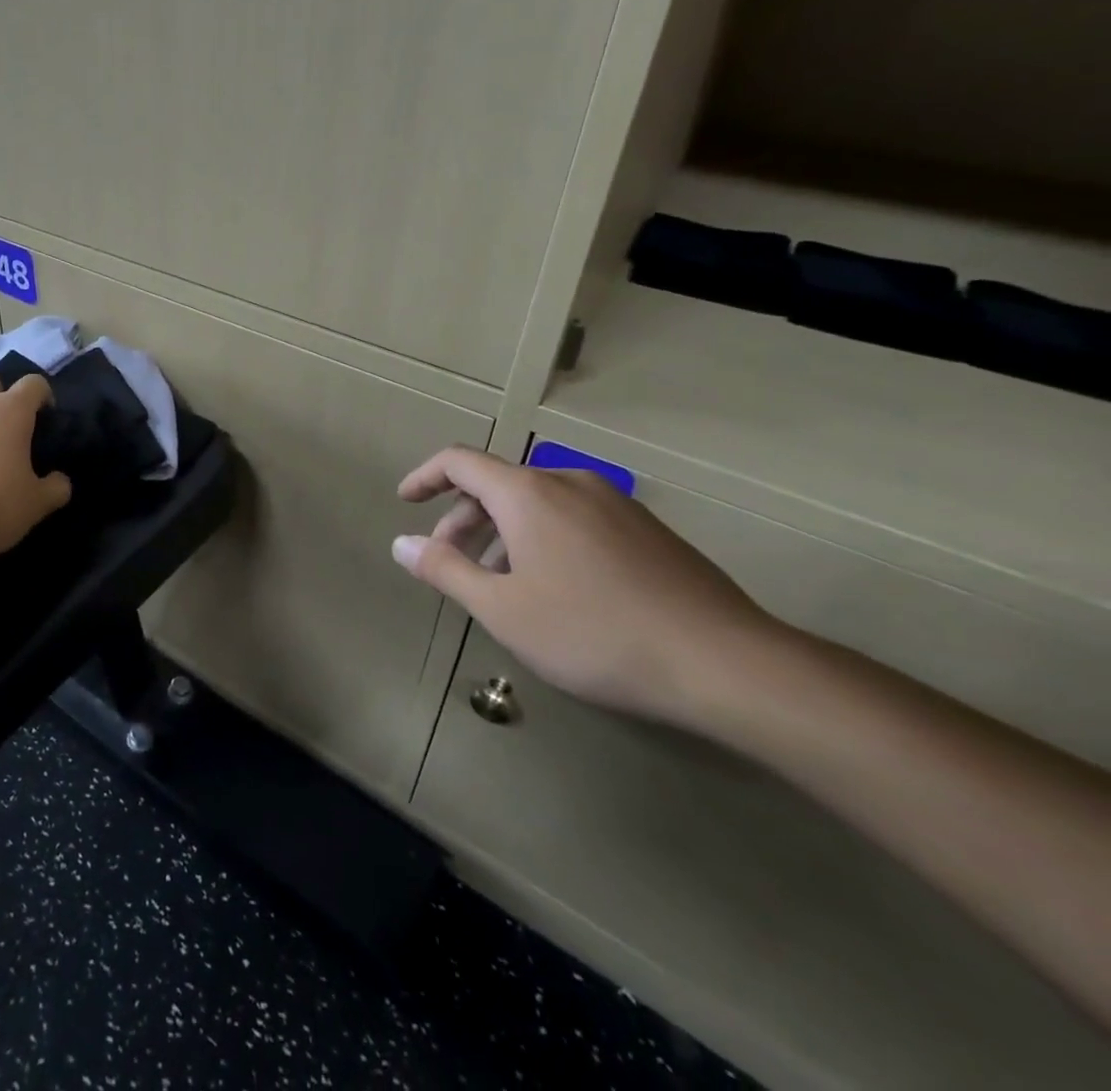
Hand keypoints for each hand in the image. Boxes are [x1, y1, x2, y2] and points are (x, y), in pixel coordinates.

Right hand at [392, 447, 784, 725]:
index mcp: (529, 494)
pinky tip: (552, 586)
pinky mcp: (645, 528)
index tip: (405, 500)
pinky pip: (573, 516)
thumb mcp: (503, 609)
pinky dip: (541, 537)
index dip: (425, 477)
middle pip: (497, 483)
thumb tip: (401, 543)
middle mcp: (569, 483)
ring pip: (537, 502)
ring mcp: (614, 503)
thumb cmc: (594, 633)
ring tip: (497, 581)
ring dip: (502, 531)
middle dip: (462, 517)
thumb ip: (445, 570)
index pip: (459, 462)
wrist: (723, 662)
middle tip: (448, 561)